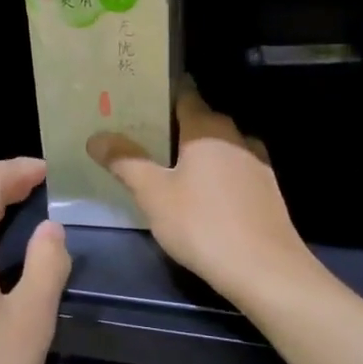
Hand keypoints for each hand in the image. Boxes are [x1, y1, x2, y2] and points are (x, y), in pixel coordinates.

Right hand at [89, 81, 312, 306]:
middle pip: (201, 120)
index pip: (185, 95)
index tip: (137, 97)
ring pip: (220, 146)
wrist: (265, 269)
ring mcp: (256, 164)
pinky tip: (202, 193)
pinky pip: (233, 170)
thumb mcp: (153, 194)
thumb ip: (125, 161)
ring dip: (196, 151)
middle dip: (173, 124)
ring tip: (167, 164)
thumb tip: (96, 136)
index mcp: (207, 129)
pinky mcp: (266, 191)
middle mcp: (236, 137)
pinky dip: (215, 173)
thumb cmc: (202, 224)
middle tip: (141, 134)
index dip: (161, 94)